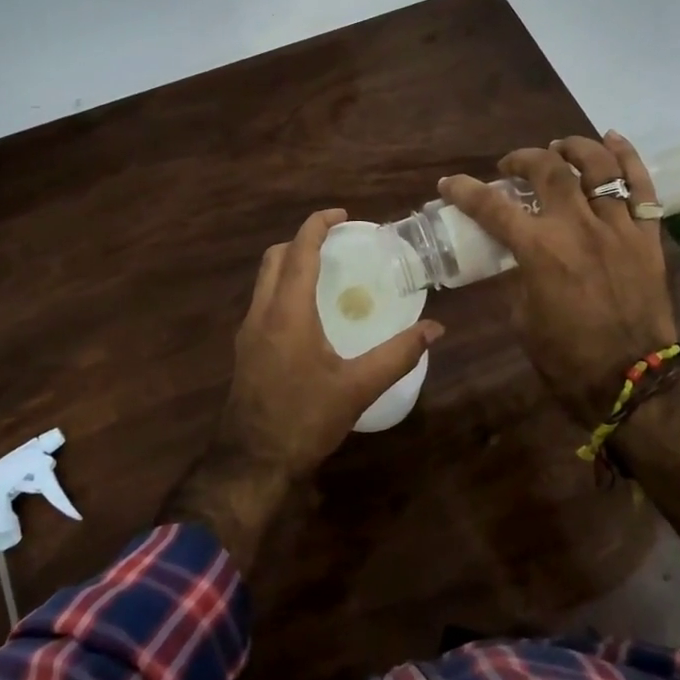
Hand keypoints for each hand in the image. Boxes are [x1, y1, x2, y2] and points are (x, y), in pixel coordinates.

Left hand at [220, 208, 443, 479]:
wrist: (251, 463)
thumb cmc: (304, 420)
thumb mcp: (357, 388)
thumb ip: (398, 355)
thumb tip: (434, 329)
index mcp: (287, 312)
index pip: (299, 250)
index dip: (318, 224)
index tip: (343, 216)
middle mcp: (262, 313)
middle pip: (276, 257)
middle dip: (303, 240)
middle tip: (336, 243)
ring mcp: (248, 332)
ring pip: (265, 279)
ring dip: (291, 264)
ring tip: (326, 273)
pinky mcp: (245, 349)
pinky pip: (263, 301)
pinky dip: (284, 288)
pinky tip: (309, 313)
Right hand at [440, 133, 674, 421]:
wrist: (632, 380)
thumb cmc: (567, 357)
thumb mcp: (524, 317)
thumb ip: (518, 276)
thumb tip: (517, 255)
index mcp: (539, 250)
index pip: (492, 207)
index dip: (465, 190)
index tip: (449, 183)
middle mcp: (577, 227)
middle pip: (548, 170)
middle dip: (523, 159)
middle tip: (511, 166)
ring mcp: (617, 227)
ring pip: (597, 167)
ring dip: (573, 148)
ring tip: (559, 146)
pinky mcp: (647, 235)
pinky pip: (641, 186)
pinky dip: (627, 157)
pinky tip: (612, 139)